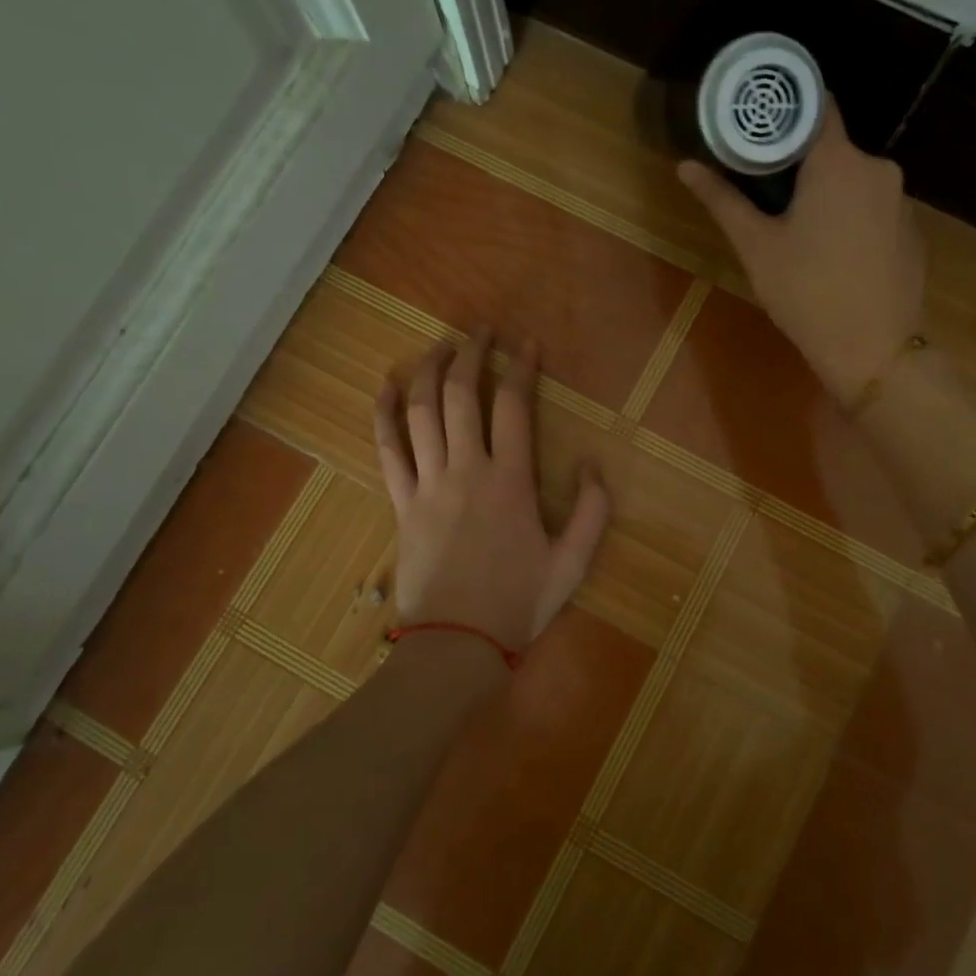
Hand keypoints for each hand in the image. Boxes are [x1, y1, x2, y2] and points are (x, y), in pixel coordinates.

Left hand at [373, 327, 609, 656]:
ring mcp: (427, 484)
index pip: (513, 406)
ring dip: (428, 371)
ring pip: (420, 412)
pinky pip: (386, 449)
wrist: (457, 644)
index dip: (520, 368)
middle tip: (480, 332)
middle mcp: (466, 470)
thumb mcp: (573, 563)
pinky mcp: (400, 502)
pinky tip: (385, 387)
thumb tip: (591, 462)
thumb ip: (592, 510)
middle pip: (461, 395)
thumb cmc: (518, 603)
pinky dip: (383, 414)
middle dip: (471, 354)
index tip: (526, 346)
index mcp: (510, 481)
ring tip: (439, 347)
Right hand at [678, 102, 924, 404]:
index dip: (786, 111)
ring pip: (855, 181)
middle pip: (834, 149)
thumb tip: (685, 166)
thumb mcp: (757, 247)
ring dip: (828, 194)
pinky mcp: (913, 232)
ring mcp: (902, 201)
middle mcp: (878, 169)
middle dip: (802, 164)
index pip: (816, 106)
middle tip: (767, 194)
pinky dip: (853, 218)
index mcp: (838, 162)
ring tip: (799, 230)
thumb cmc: (807, 293)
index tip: (759, 127)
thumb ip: (723, 200)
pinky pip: (875, 209)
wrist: (874, 351)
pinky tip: (836, 255)